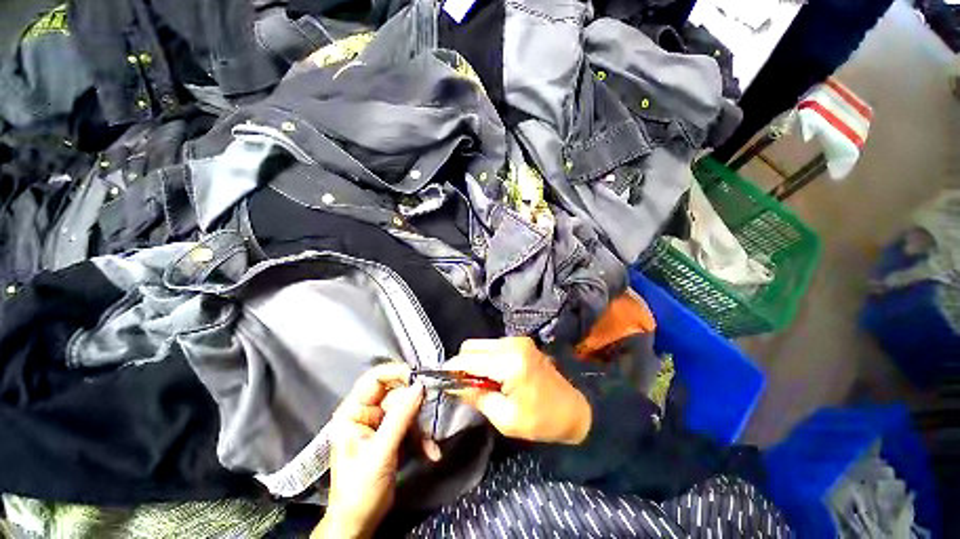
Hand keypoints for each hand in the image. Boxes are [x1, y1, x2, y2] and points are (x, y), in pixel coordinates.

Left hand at [312, 364, 425, 538]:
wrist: (359, 523)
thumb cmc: (358, 491)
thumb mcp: (379, 453)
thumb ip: (399, 418)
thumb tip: (419, 387)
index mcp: (353, 412)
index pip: (374, 379)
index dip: (396, 373)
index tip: (419, 377)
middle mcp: (367, 413)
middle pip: (396, 393)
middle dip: (415, 404)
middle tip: (431, 410)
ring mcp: (381, 423)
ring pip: (408, 408)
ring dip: (422, 425)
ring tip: (430, 442)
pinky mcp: (394, 434)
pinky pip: (413, 424)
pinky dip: (423, 437)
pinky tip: (430, 451)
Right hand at [444, 337, 591, 444]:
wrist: (574, 409)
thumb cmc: (541, 420)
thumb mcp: (505, 418)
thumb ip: (476, 397)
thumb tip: (452, 385)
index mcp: (510, 362)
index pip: (468, 359)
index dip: (451, 369)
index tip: (439, 380)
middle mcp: (512, 343)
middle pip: (472, 346)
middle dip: (462, 364)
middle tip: (462, 386)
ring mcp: (518, 340)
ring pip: (481, 344)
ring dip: (474, 361)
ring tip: (480, 383)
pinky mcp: (521, 341)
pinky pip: (492, 345)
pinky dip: (486, 358)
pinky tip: (492, 375)